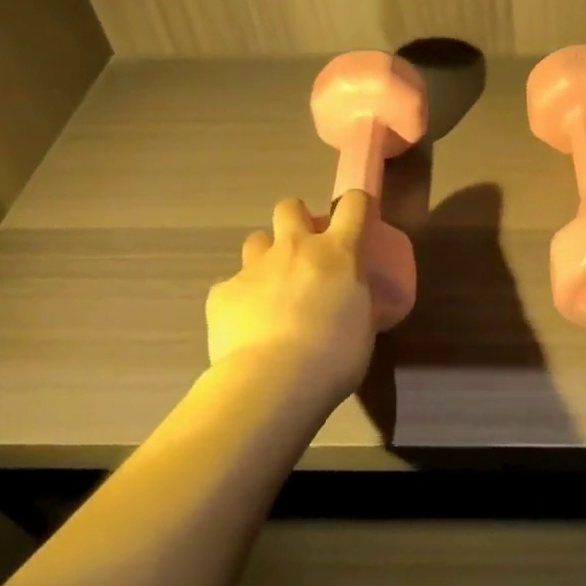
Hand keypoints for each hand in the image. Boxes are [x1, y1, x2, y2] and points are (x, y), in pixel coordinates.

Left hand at [205, 192, 376, 397]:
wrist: (273, 380)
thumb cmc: (335, 355)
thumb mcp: (364, 325)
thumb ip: (358, 300)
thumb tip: (353, 298)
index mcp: (338, 252)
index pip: (354, 204)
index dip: (357, 205)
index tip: (359, 219)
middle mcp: (296, 248)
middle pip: (290, 207)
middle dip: (296, 219)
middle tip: (304, 250)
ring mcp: (255, 267)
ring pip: (256, 240)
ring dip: (266, 256)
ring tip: (271, 286)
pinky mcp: (222, 292)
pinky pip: (231, 286)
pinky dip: (240, 299)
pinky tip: (245, 325)